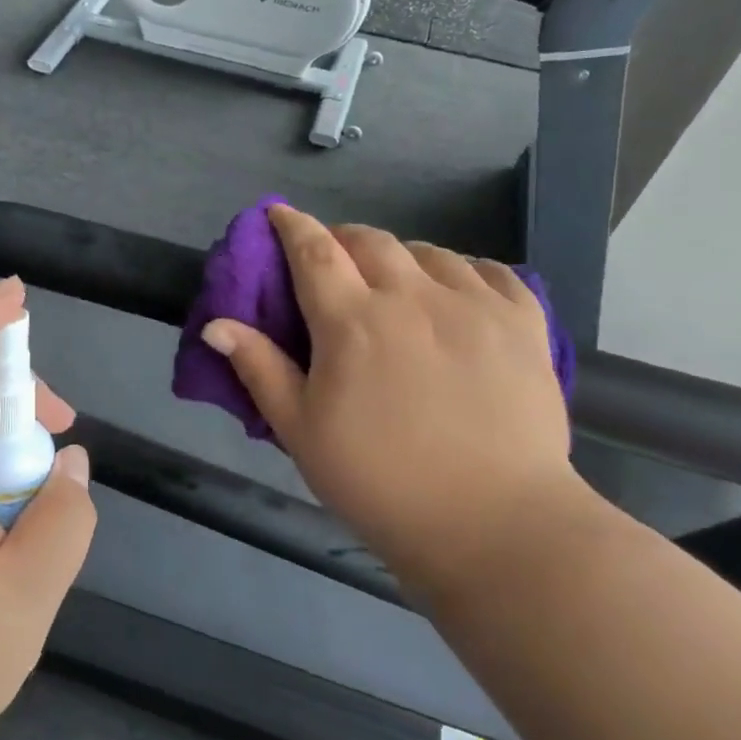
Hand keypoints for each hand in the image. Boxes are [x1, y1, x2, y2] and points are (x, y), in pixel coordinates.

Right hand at [201, 205, 573, 581]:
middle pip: (370, 241)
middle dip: (342, 239)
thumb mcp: (302, 431)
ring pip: (430, 253)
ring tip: (396, 284)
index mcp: (352, 321)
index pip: (314, 251)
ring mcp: (476, 305)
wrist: (494, 526)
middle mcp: (413, 297)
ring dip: (401, 257)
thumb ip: (259, 368)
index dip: (292, 226)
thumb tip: (216, 323)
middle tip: (333, 263)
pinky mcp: (524, 324)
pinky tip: (459, 292)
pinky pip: (493, 272)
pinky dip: (465, 272)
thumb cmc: (381, 483)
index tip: (279, 214)